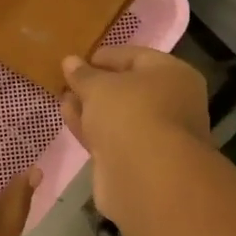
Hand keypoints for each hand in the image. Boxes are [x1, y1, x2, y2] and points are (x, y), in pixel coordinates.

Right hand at [60, 47, 210, 219]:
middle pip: (128, 88)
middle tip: (67, 80)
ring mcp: (155, 135)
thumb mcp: (100, 86)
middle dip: (96, 84)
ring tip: (62, 97)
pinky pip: (111, 136)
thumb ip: (83, 74)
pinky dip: (91, 127)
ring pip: (118, 115)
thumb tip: (70, 61)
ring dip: (90, 106)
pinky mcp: (136, 161)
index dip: (106, 56)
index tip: (77, 59)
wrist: (146, 178)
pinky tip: (67, 116)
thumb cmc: (130, 114)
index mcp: (173, 75)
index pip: (136, 57)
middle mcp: (171, 103)